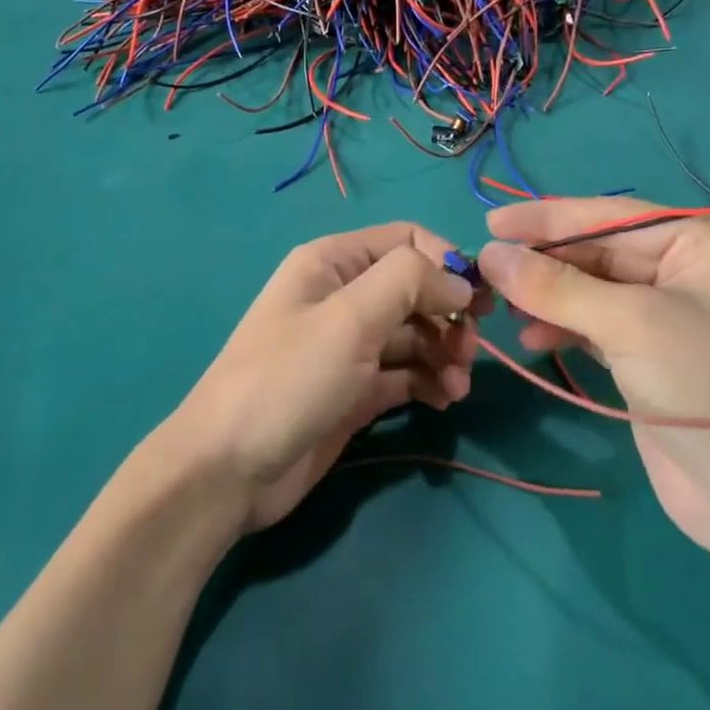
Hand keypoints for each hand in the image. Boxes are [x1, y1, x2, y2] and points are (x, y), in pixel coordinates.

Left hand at [168, 223, 479, 533]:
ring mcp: (349, 346)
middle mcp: (343, 297)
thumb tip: (458, 280)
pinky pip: (406, 374)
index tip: (479, 301)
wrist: (229, 468)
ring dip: (445, 354)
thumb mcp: (348, 318)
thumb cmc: (288, 379)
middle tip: (467, 352)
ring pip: (415, 334)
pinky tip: (443, 400)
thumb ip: (408, 281)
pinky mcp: (355, 390)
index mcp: (333, 262)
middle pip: (416, 289)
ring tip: (455, 387)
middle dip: (449, 315)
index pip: (407, 240)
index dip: (447, 262)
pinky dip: (429, 382)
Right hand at [476, 198, 709, 549]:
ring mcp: (673, 316)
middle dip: (546, 263)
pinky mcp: (654, 355)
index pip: (613, 217)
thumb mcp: (629, 323)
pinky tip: (531, 336)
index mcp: (707, 244)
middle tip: (487, 270)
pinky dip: (564, 327)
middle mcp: (693, 271)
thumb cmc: (706, 384)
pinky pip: (598, 324)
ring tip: (503, 308)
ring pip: (595, 290)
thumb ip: (555, 286)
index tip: (491, 223)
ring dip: (549, 297)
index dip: (548, 218)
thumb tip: (489, 255)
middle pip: (602, 253)